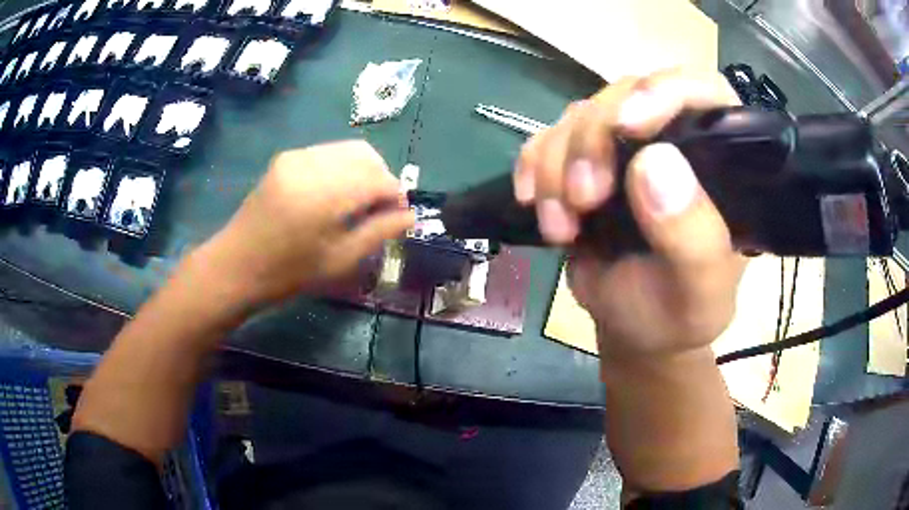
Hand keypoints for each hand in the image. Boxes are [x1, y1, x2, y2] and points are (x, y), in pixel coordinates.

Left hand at [204, 140, 414, 305]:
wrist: (236, 265)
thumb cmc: (288, 273)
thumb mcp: (339, 261)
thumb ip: (378, 233)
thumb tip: (410, 216)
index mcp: (324, 195)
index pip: (379, 179)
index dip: (396, 196)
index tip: (399, 216)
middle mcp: (311, 164)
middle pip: (367, 156)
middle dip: (382, 179)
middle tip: (381, 210)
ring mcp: (296, 157)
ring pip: (349, 150)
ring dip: (364, 172)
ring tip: (360, 202)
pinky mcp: (287, 157)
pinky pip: (328, 153)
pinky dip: (343, 168)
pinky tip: (336, 194)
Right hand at [515, 70, 746, 360]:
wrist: (635, 329)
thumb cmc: (677, 314)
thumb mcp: (698, 293)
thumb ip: (693, 238)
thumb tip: (654, 164)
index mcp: (722, 162)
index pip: (703, 92)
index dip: (666, 91)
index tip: (630, 124)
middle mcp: (676, 140)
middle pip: (627, 95)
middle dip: (594, 140)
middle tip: (584, 199)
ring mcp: (626, 146)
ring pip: (581, 115)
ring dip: (558, 164)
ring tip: (561, 226)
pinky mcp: (586, 159)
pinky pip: (548, 137)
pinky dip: (534, 165)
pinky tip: (534, 204)